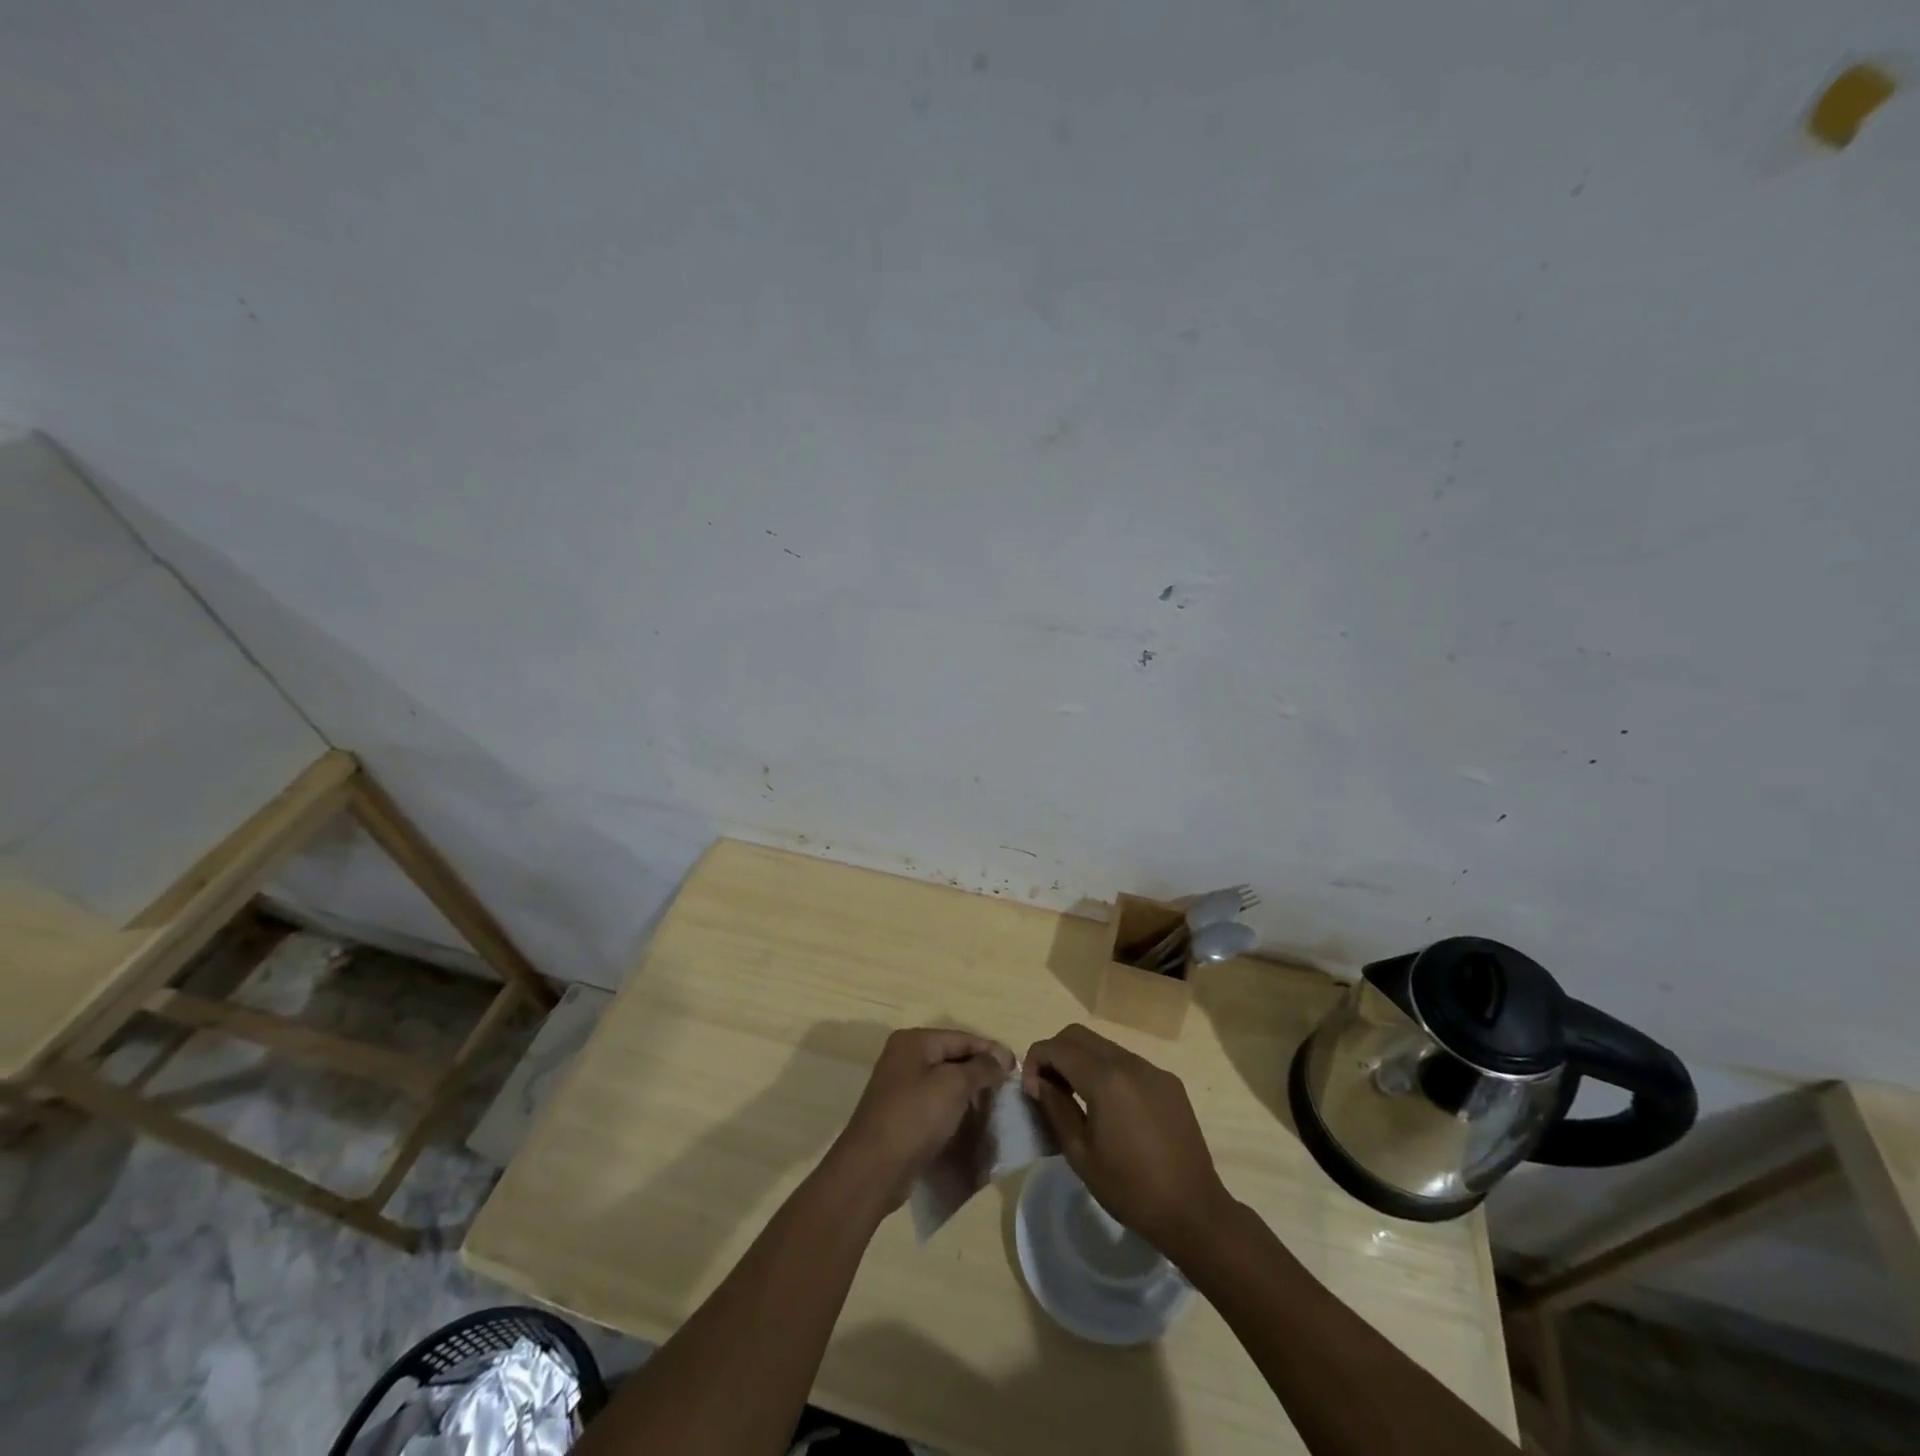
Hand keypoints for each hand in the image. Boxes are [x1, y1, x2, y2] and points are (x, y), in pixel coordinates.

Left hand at [828, 1028, 1014, 1212]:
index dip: (991, 1050)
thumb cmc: (915, 1116)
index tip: (1017, 1067)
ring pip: (945, 1081)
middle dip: (980, 1071)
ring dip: (969, 1092)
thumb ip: (981, 1068)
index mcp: (914, 1041)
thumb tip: (1001, 1059)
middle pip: (953, 1057)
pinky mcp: (901, 1114)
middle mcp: (904, 1057)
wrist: (873, 1169)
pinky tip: (971, 1121)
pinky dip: (954, 1108)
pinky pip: (935, 1102)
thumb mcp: (954, 1085)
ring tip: (994, 1106)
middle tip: (1007, 1089)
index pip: (962, 1038)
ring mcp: (900, 1086)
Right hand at [1023, 1023, 1233, 1256]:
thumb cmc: (1130, 1189)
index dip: (1035, 1061)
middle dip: (1055, 1053)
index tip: (1032, 1090)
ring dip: (1081, 1060)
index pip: (1057, 1047)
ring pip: (1104, 1046)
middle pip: (1079, 1035)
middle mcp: (1129, 1063)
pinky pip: (1128, 1062)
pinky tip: (1109, 1106)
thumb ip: (1056, 1108)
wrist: (1193, 1211)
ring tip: (1076, 1096)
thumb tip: (1040, 1082)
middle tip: (1048, 1087)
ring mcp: (1153, 1069)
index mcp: (1105, 1080)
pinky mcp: (1168, 1082)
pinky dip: (1107, 1071)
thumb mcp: (1080, 1154)